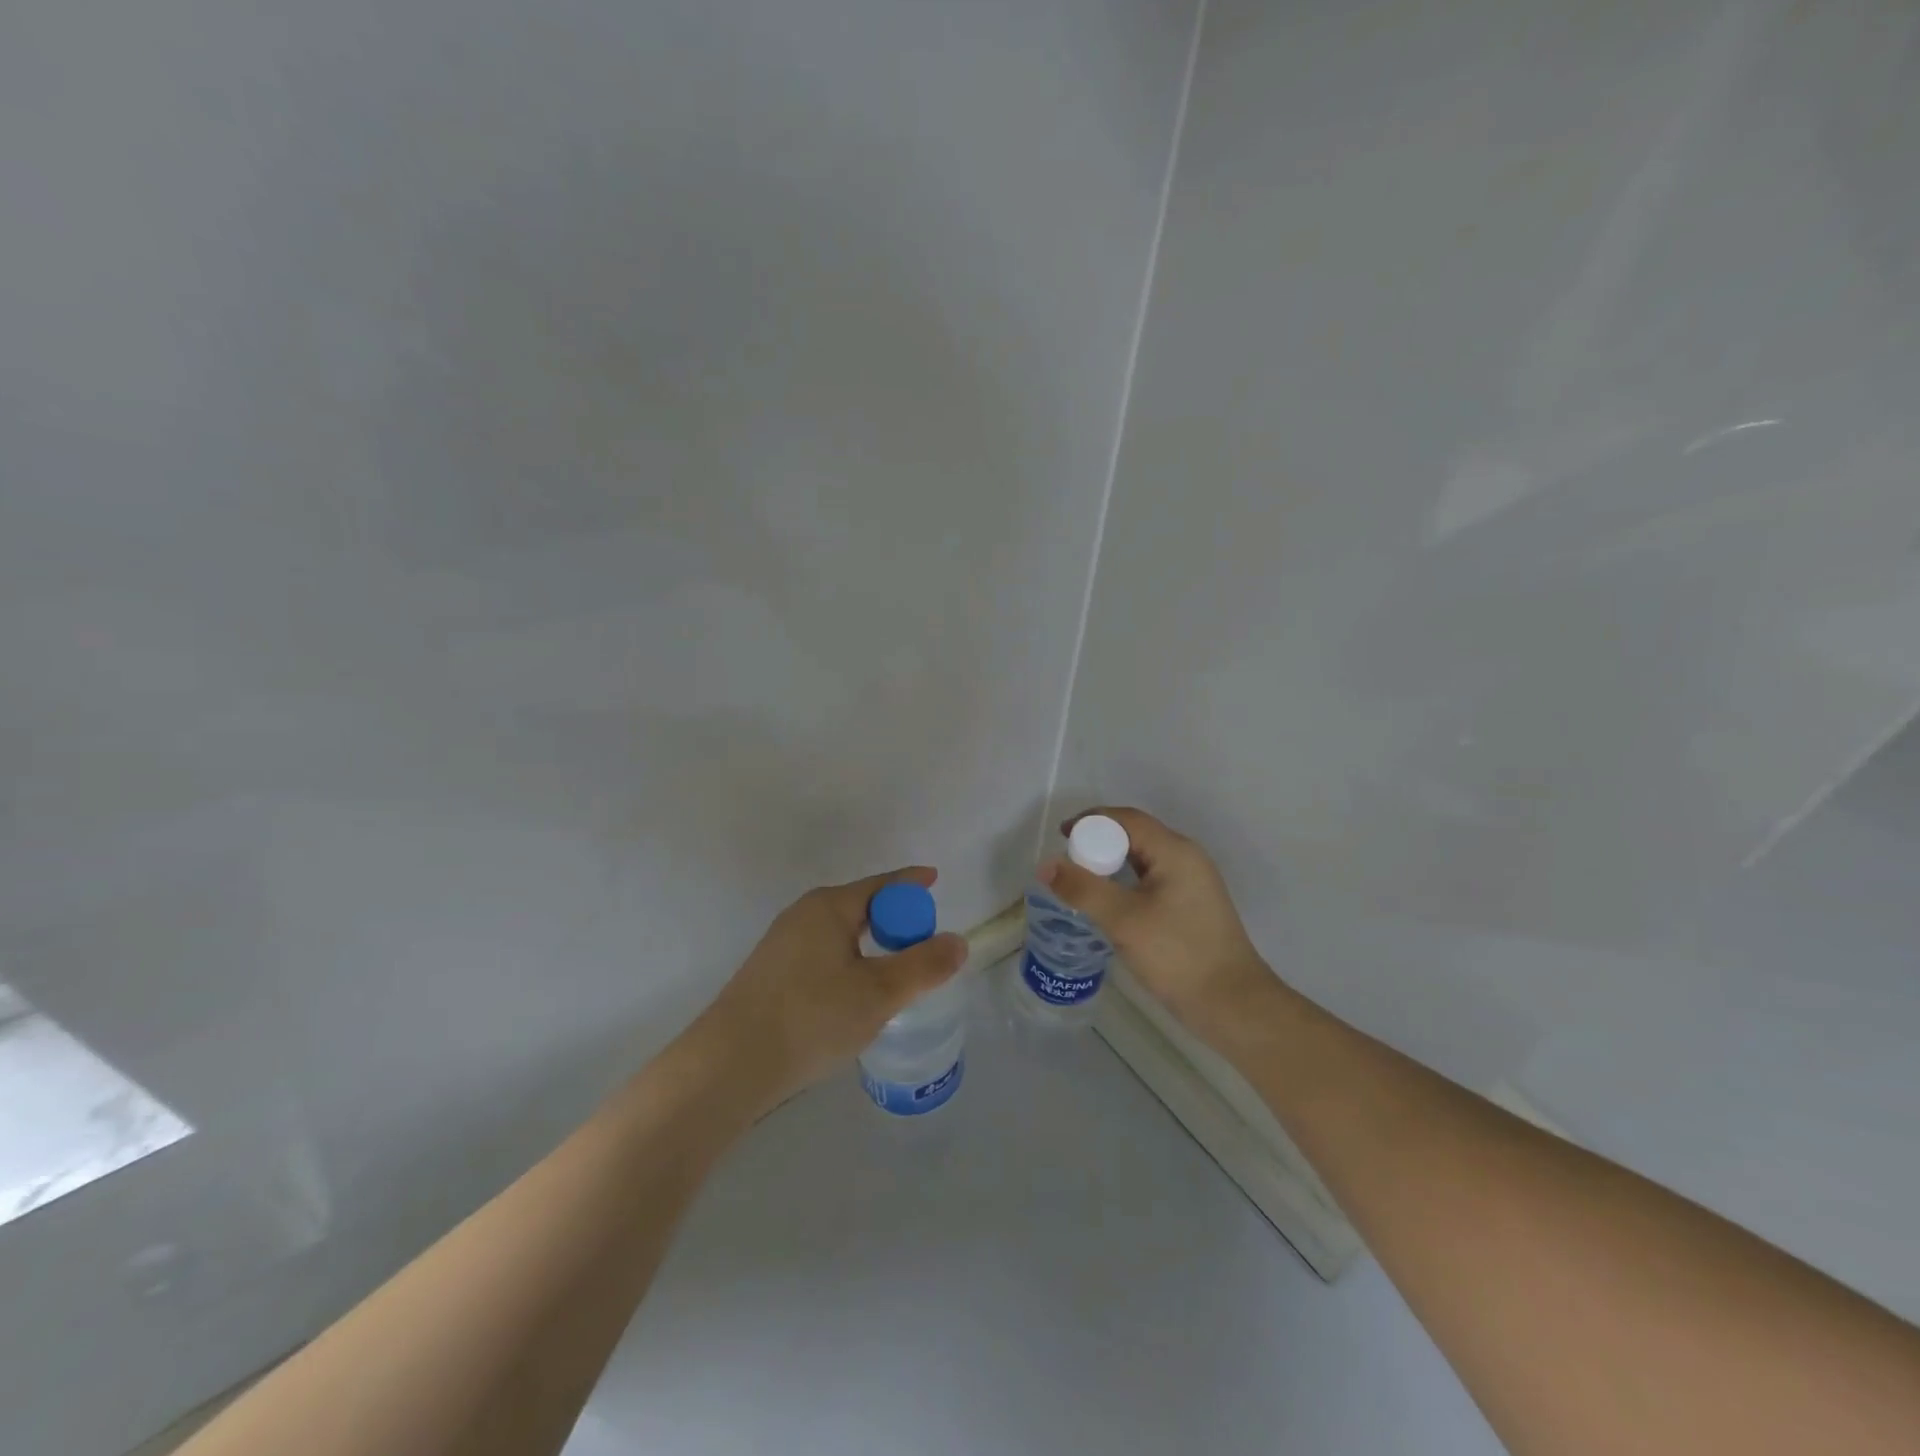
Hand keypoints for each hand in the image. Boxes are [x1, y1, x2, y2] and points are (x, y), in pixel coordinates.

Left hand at [693, 866, 967, 1111]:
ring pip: (841, 935)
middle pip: (861, 907)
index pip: (882, 885)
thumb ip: (924, 966)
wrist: (729, 1065)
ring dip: (871, 948)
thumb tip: (958, 941)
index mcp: (829, 907)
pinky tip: (852, 998)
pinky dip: (848, 964)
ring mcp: (782, 944)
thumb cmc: (811, 1017)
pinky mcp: (770, 975)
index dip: (912, 884)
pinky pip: (823, 955)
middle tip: (923, 946)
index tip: (935, 882)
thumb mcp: (879, 993)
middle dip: (894, 920)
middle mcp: (803, 915)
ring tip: (893, 977)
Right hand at [1041, 807, 1276, 1048]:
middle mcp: (1187, 859)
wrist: (1233, 1006)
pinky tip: (1109, 907)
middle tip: (1068, 866)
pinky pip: (1151, 881)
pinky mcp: (1191, 907)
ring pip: (1142, 861)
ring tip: (1081, 886)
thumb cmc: (1178, 955)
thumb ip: (1082, 889)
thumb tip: (1045, 865)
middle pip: (1135, 836)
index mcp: (1175, 851)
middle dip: (1098, 844)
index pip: (1127, 819)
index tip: (1061, 837)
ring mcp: (1192, 884)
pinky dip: (1125, 885)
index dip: (1091, 821)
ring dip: (1110, 866)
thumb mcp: (1123, 920)